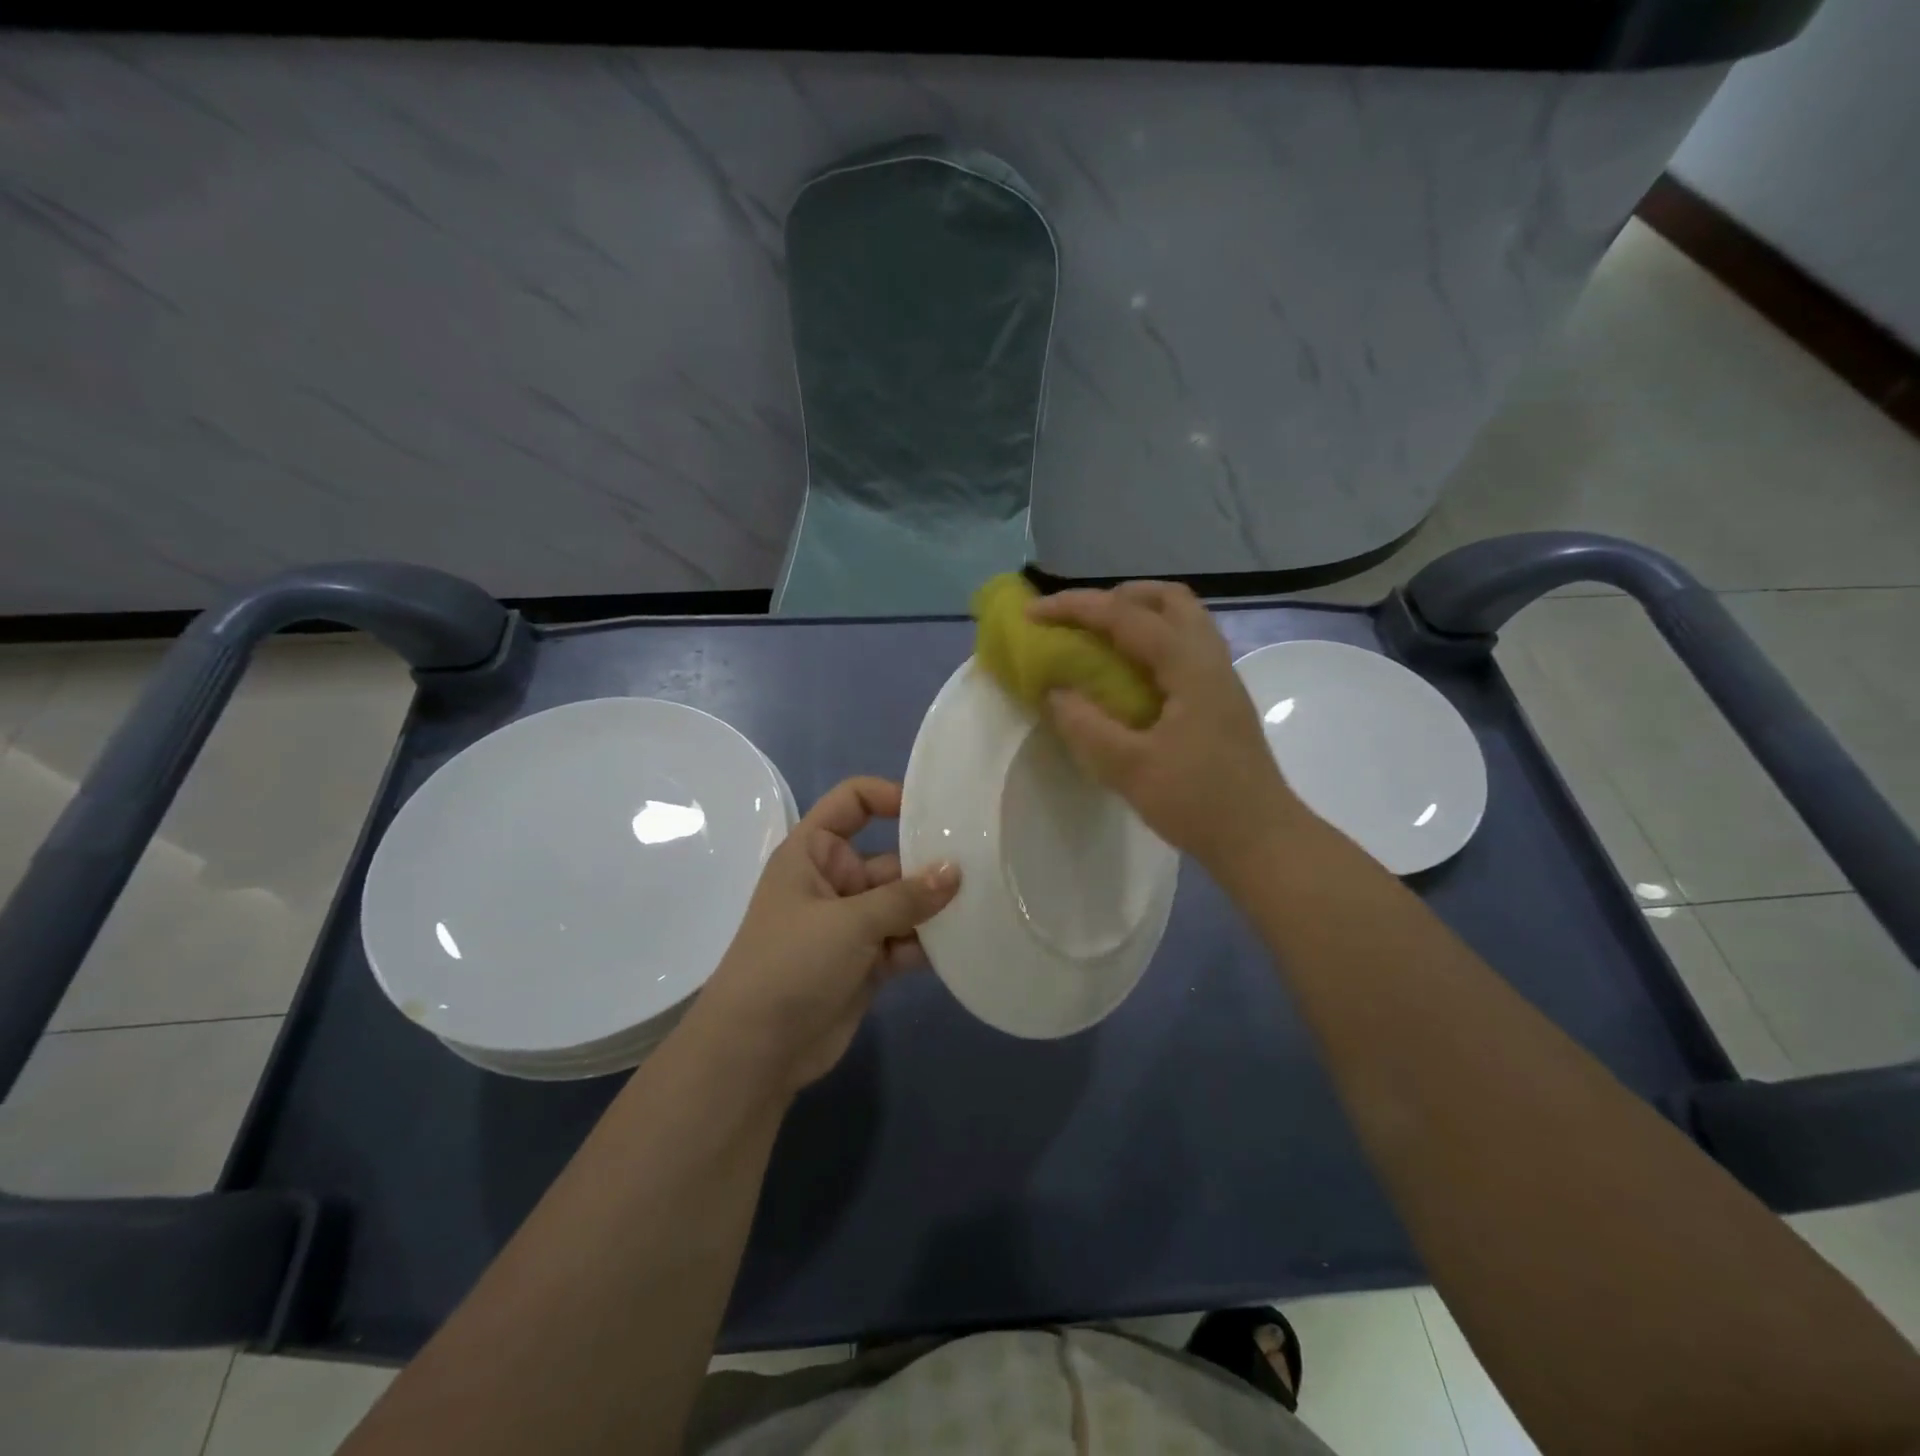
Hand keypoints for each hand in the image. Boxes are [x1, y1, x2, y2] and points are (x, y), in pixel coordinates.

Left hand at [690, 777, 959, 1095]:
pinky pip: (905, 940)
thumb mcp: (848, 922)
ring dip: (936, 906)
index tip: (934, 811)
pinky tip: (967, 941)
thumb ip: (906, 897)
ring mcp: (851, 923)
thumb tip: (956, 871)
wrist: (756, 1051)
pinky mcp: (867, 962)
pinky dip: (930, 942)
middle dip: (930, 862)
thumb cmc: (791, 964)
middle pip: (890, 857)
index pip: (852, 802)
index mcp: (813, 852)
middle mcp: (834, 880)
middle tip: (984, 863)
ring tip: (985, 902)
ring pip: (903, 903)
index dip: (889, 795)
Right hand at [1028, 581, 1306, 876]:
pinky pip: (1183, 646)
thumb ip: (1086, 726)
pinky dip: (1150, 641)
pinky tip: (1127, 676)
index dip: (1076, 607)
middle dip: (1116, 597)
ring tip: (1098, 640)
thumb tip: (1054, 691)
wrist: (1261, 839)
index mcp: (1190, 667)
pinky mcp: (1220, 698)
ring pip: (1181, 620)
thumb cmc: (1199, 803)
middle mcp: (1210, 659)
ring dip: (1137, 616)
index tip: (1032, 613)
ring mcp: (1220, 678)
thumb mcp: (1130, 769)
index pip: (1127, 616)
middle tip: (1078, 619)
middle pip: (1168, 599)